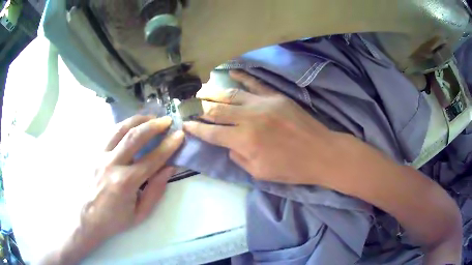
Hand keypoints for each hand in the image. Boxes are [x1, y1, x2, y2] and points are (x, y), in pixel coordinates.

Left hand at [40, 116, 183, 264]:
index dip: (168, 146)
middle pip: (134, 137)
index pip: (151, 159)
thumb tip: (169, 168)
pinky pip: (110, 133)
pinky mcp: (94, 153)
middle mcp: (111, 164)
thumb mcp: (140, 213)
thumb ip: (156, 190)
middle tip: (167, 120)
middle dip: (153, 125)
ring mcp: (100, 156)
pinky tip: (132, 125)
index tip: (179, 135)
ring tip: (150, 117)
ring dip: (137, 120)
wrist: (87, 218)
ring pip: (120, 129)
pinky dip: (124, 125)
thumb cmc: (115, 220)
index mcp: (125, 182)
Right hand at [184, 70, 340, 184]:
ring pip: (231, 94)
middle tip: (190, 105)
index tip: (185, 124)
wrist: (321, 153)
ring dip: (214, 92)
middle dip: (200, 108)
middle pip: (217, 110)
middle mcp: (249, 119)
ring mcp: (263, 104)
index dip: (196, 129)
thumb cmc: (291, 168)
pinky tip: (230, 72)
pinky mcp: (275, 97)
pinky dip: (241, 76)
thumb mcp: (260, 173)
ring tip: (202, 90)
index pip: (211, 133)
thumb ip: (239, 157)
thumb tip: (229, 144)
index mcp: (244, 141)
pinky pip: (254, 83)